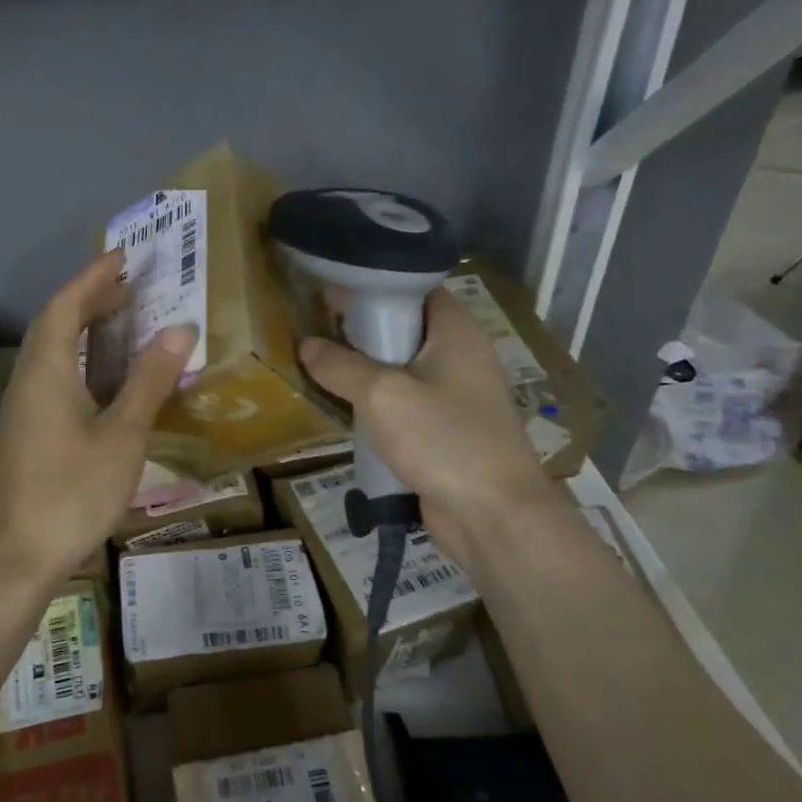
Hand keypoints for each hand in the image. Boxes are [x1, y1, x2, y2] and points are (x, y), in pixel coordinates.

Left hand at [0, 252, 197, 584]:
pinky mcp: (28, 430)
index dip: (93, 277)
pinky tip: (107, 376)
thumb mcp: (122, 434)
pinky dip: (82, 359)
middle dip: (91, 298)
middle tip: (132, 285)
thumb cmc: (72, 490)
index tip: (124, 256)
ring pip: (53, 351)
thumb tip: (180, 329)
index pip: (66, 304)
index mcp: (46, 369)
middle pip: (56, 323)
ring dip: (85, 328)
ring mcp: (24, 406)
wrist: (18, 556)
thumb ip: (149, 380)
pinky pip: (55, 375)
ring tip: (125, 320)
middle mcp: (28, 378)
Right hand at [298, 287, 547, 550]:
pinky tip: (343, 407)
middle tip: (314, 328)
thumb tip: (307, 345)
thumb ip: (340, 365)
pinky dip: (377, 402)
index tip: (329, 291)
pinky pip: (405, 403)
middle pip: (404, 328)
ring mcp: (455, 395)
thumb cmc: (443, 439)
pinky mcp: (445, 430)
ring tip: (318, 364)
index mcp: (456, 331)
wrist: (494, 516)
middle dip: (361, 328)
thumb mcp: (382, 394)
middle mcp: (460, 355)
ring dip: (364, 369)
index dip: (373, 286)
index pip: (414, 288)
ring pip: (401, 368)